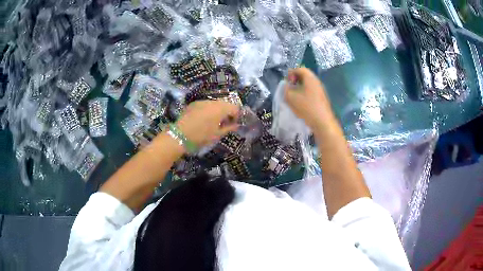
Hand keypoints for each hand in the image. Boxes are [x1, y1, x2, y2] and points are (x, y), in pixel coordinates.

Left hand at [176, 100, 239, 146]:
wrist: (180, 135)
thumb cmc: (201, 136)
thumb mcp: (217, 135)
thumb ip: (229, 128)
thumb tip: (236, 125)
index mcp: (221, 109)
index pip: (235, 108)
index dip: (237, 116)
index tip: (234, 124)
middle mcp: (212, 102)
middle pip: (225, 104)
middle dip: (227, 112)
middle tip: (224, 124)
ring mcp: (202, 101)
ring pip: (214, 104)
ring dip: (217, 111)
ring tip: (213, 122)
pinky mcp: (193, 104)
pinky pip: (205, 105)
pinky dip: (207, 110)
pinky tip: (203, 120)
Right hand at [284, 67, 334, 129]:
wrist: (323, 122)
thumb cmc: (306, 107)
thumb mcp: (291, 98)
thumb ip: (285, 89)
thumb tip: (286, 86)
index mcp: (310, 78)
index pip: (300, 69)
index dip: (291, 73)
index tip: (287, 82)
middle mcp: (317, 82)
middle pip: (305, 76)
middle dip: (295, 80)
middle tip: (289, 88)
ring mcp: (320, 90)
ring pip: (308, 84)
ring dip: (299, 88)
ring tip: (293, 96)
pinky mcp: (322, 98)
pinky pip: (311, 91)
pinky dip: (304, 93)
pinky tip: (301, 103)